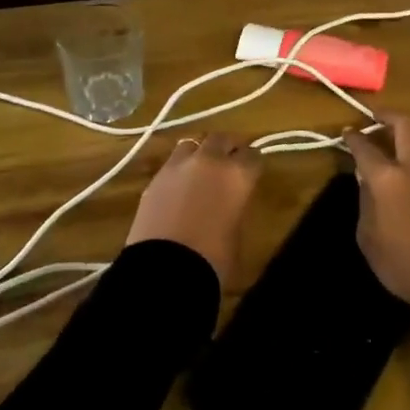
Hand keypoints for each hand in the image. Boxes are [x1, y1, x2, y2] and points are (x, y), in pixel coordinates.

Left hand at [126, 133, 259, 283]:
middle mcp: (209, 161)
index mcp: (238, 174)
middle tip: (230, 162)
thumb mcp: (237, 232)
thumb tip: (230, 199)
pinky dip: (180, 169)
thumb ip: (235, 205)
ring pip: (193, 143)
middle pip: (222, 138)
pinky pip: (172, 163)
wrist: (164, 270)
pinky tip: (180, 186)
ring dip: (201, 152)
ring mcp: (178, 165)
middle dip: (228, 147)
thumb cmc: (213, 259)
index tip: (253, 173)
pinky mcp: (155, 178)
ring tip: (202, 169)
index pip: (254, 155)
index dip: (253, 165)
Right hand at [343, 110, 409, 307]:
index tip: (347, 132)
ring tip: (396, 147)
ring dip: (409, 138)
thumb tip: (366, 182)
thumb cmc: (404, 265)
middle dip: (389, 116)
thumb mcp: (369, 238)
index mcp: (388, 179)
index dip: (354, 137)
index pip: (365, 147)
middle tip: (376, 119)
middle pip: (406, 125)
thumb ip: (366, 203)